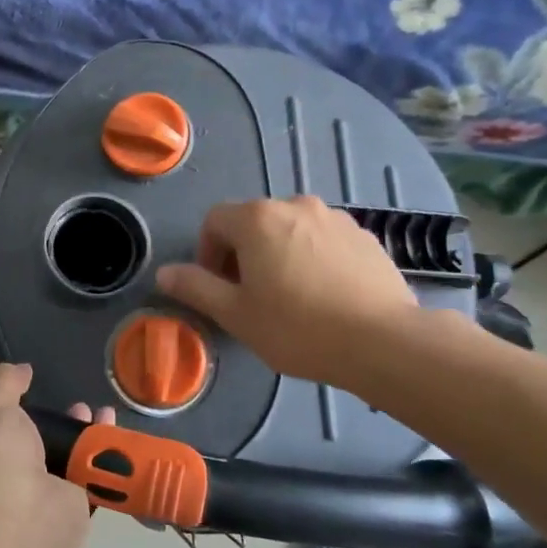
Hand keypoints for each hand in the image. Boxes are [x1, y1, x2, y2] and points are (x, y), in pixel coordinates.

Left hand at [0, 364, 110, 534]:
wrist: (24, 518)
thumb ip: (4, 383)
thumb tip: (20, 369)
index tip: (22, 396)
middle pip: (26, 447)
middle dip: (51, 423)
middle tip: (73, 404)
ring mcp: (32, 501)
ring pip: (59, 460)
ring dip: (79, 435)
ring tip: (96, 411)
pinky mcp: (66, 511)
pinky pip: (85, 477)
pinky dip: (100, 455)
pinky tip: (112, 431)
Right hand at [156, 196, 420, 385]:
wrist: (383, 341)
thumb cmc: (297, 327)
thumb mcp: (235, 314)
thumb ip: (195, 287)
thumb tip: (163, 273)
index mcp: (258, 219)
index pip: (215, 221)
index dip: (207, 254)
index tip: (219, 288)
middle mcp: (296, 205)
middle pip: (253, 222)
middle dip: (243, 254)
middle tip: (251, 297)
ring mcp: (335, 218)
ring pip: (290, 230)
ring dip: (279, 254)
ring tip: (291, 298)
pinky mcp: (365, 236)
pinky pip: (324, 240)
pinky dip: (313, 259)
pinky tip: (324, 296)